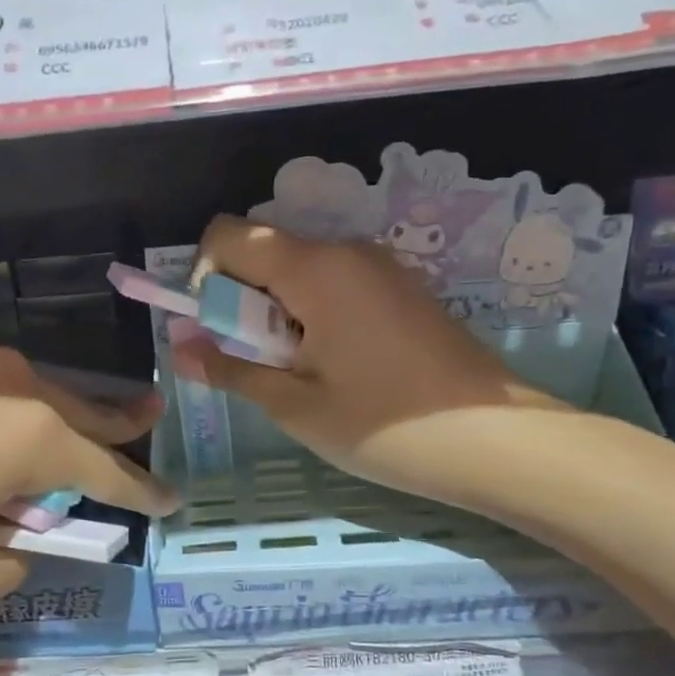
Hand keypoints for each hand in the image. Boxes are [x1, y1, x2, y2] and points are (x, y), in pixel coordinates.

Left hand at [0, 329, 175, 618]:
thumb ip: (3, 569)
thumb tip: (15, 542)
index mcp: (28, 437)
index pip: (109, 469)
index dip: (143, 491)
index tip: (173, 499)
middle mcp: (7, 378)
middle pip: (79, 409)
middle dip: (115, 425)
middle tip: (147, 422)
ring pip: (22, 388)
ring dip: (38, 419)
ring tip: (29, 448)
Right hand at [181, 216, 565, 499]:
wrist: (495, 440)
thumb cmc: (383, 425)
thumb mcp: (294, 404)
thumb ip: (231, 369)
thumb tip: (179, 348)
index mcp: (314, 268)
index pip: (229, 235)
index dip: (203, 276)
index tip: (215, 331)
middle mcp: (346, 252)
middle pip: (264, 252)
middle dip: (240, 301)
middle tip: (257, 364)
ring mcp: (379, 268)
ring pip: (298, 271)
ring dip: (276, 313)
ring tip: (299, 373)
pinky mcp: (400, 289)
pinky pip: (333, 285)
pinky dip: (311, 315)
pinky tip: (335, 367)